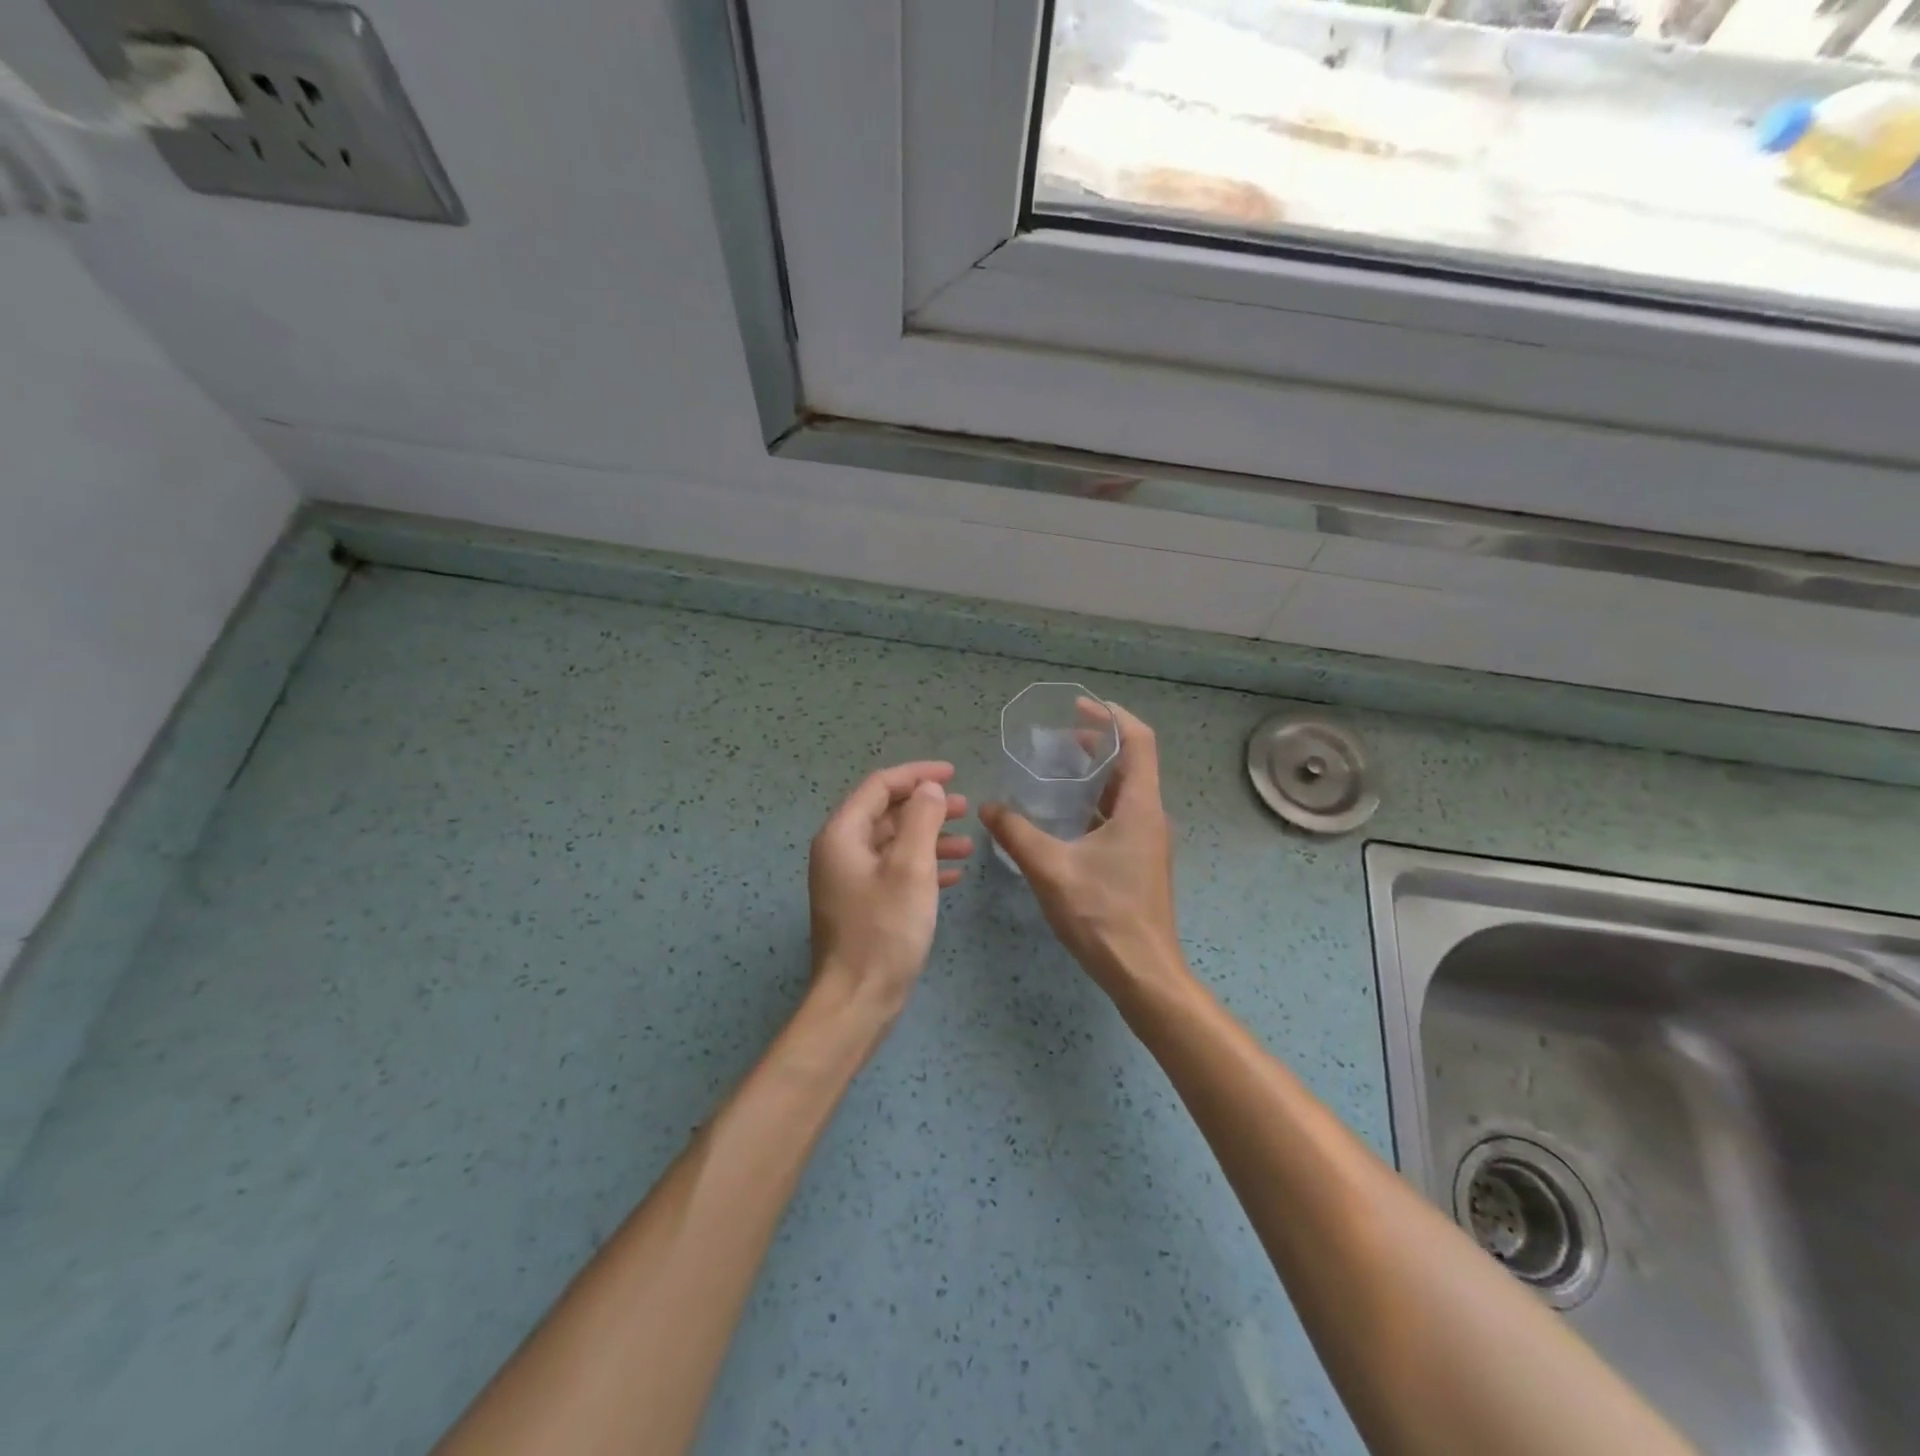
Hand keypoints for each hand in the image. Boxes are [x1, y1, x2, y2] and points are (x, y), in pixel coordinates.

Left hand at [808, 760, 972, 1021]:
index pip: (880, 786)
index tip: (954, 774)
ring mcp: (849, 880)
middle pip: (886, 813)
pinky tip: (954, 875)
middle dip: (927, 807)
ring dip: (930, 838)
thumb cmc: (885, 930)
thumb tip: (928, 789)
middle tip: (966, 808)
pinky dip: (923, 866)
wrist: (857, 1001)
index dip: (917, 775)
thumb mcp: (910, 868)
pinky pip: (894, 872)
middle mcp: (840, 851)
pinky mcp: (862, 905)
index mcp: (843, 834)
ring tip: (969, 843)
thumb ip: (922, 819)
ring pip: (893, 844)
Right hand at [980, 702, 1190, 1007]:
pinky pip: (1118, 817)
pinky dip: (1093, 804)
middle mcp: (1150, 817)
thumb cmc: (1102, 915)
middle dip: (1097, 743)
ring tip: (1053, 771)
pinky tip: (1061, 817)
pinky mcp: (1138, 862)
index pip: (1139, 741)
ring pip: (1124, 792)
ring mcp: (1147, 841)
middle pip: (1131, 763)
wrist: (1142, 973)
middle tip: (1055, 738)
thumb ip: (1017, 833)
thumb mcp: (1051, 869)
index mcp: (1140, 807)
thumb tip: (989, 807)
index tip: (1078, 707)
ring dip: (1094, 775)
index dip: (1112, 716)